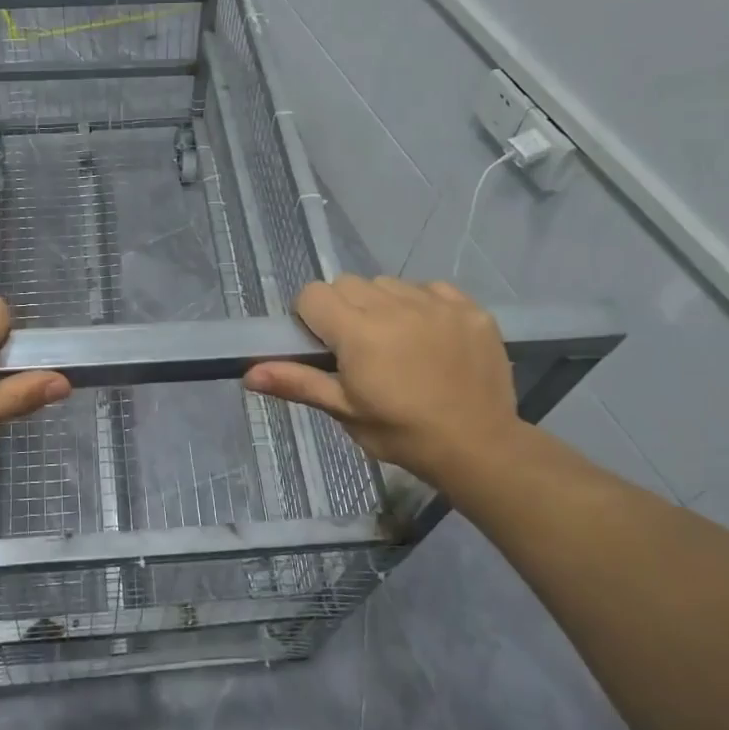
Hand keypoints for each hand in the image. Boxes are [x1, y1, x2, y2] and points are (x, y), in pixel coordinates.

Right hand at [244, 275, 522, 489]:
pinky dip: (421, 305)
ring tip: (396, 341)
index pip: (313, 294)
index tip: (323, 345)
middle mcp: (393, 306)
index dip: (310, 316)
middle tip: (358, 348)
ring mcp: (435, 303)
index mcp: (357, 332)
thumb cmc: (401, 433)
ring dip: (382, 304)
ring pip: (388, 283)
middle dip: (343, 309)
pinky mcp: (469, 307)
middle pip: (348, 284)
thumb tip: (249, 374)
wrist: (479, 446)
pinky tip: (430, 337)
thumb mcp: (344, 411)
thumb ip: (298, 383)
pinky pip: (430, 288)